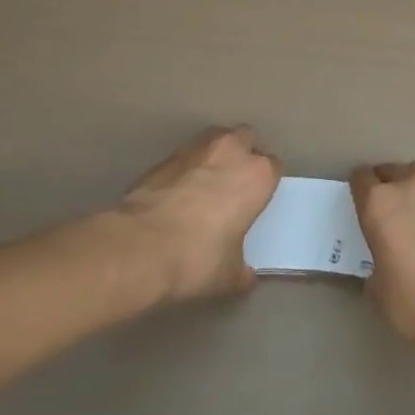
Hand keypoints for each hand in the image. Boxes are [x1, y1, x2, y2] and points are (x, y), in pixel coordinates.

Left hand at [117, 126, 281, 303]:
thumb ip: (243, 269)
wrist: (140, 246)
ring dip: (218, 154)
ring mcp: (197, 148)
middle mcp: (231, 151)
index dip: (266, 183)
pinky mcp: (166, 155)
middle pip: (248, 139)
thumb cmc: (197, 258)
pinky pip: (188, 153)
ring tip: (208, 182)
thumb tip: (245, 274)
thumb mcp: (229, 276)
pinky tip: (180, 191)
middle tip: (237, 183)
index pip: (274, 166)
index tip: (258, 199)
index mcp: (257, 175)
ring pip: (218, 138)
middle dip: (246, 155)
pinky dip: (190, 166)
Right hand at [349, 161, 414, 345]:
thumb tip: (385, 262)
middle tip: (392, 211)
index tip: (362, 202)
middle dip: (390, 186)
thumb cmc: (414, 301)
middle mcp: (411, 185)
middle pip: (393, 171)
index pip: (361, 178)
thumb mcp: (377, 288)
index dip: (360, 189)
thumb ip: (376, 261)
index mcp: (380, 202)